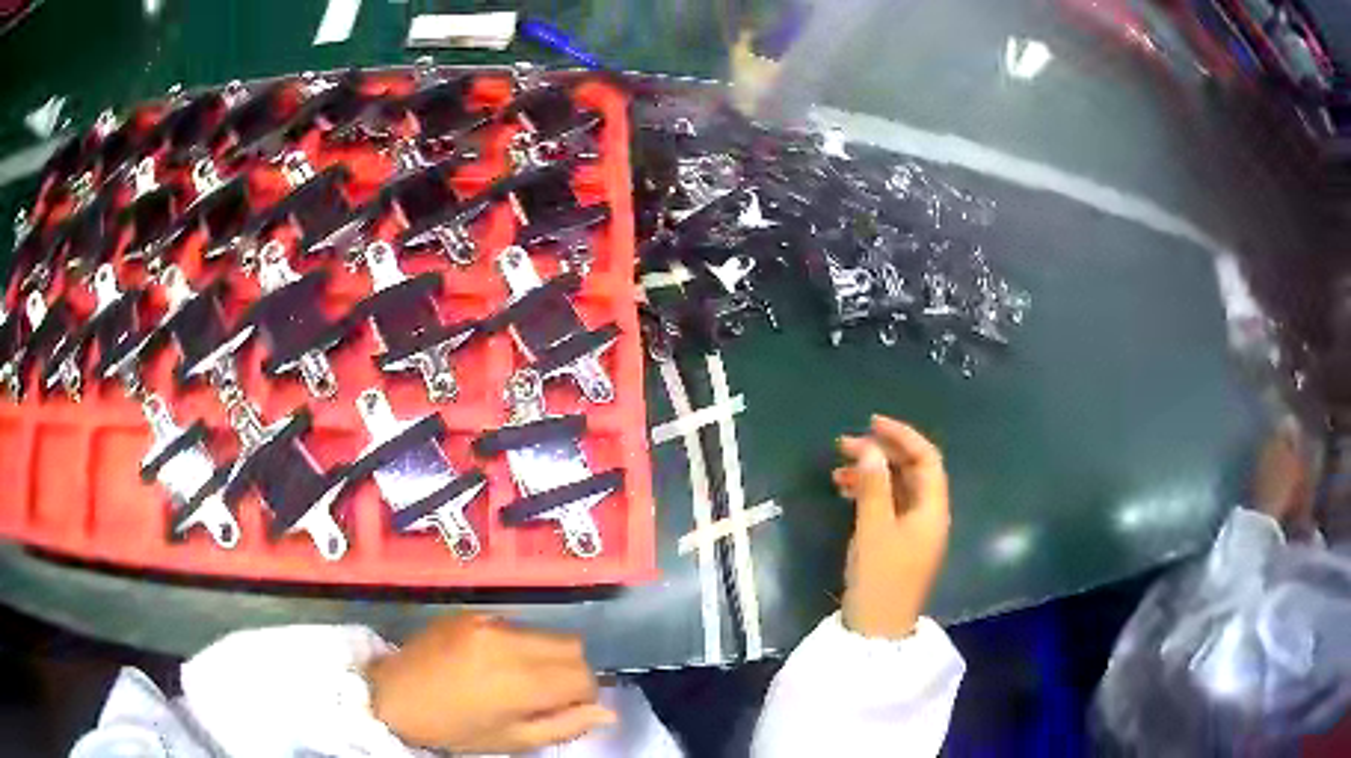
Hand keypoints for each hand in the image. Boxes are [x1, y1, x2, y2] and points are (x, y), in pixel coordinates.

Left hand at [365, 613, 614, 752]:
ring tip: (519, 678)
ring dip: (548, 656)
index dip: (584, 695)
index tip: (566, 708)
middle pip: (573, 646)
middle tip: (548, 694)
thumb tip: (607, 713)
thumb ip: (564, 726)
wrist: (392, 696)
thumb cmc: (453, 729)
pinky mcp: (471, 613)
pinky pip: (516, 625)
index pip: (584, 676)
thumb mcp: (511, 740)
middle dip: (572, 671)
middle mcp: (509, 642)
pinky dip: (520, 644)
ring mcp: (488, 622)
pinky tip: (494, 663)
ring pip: (548, 632)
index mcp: (521, 681)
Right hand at [833, 415, 950, 639]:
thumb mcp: (874, 529)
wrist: (876, 630)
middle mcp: (928, 515)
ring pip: (896, 489)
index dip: (903, 436)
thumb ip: (874, 486)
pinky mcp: (898, 543)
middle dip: (881, 453)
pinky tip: (845, 492)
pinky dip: (869, 494)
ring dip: (871, 474)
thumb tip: (870, 448)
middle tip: (845, 444)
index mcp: (933, 509)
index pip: (926, 459)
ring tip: (837, 470)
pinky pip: (887, 507)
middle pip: (911, 472)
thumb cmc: (880, 579)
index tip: (872, 422)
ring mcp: (913, 530)